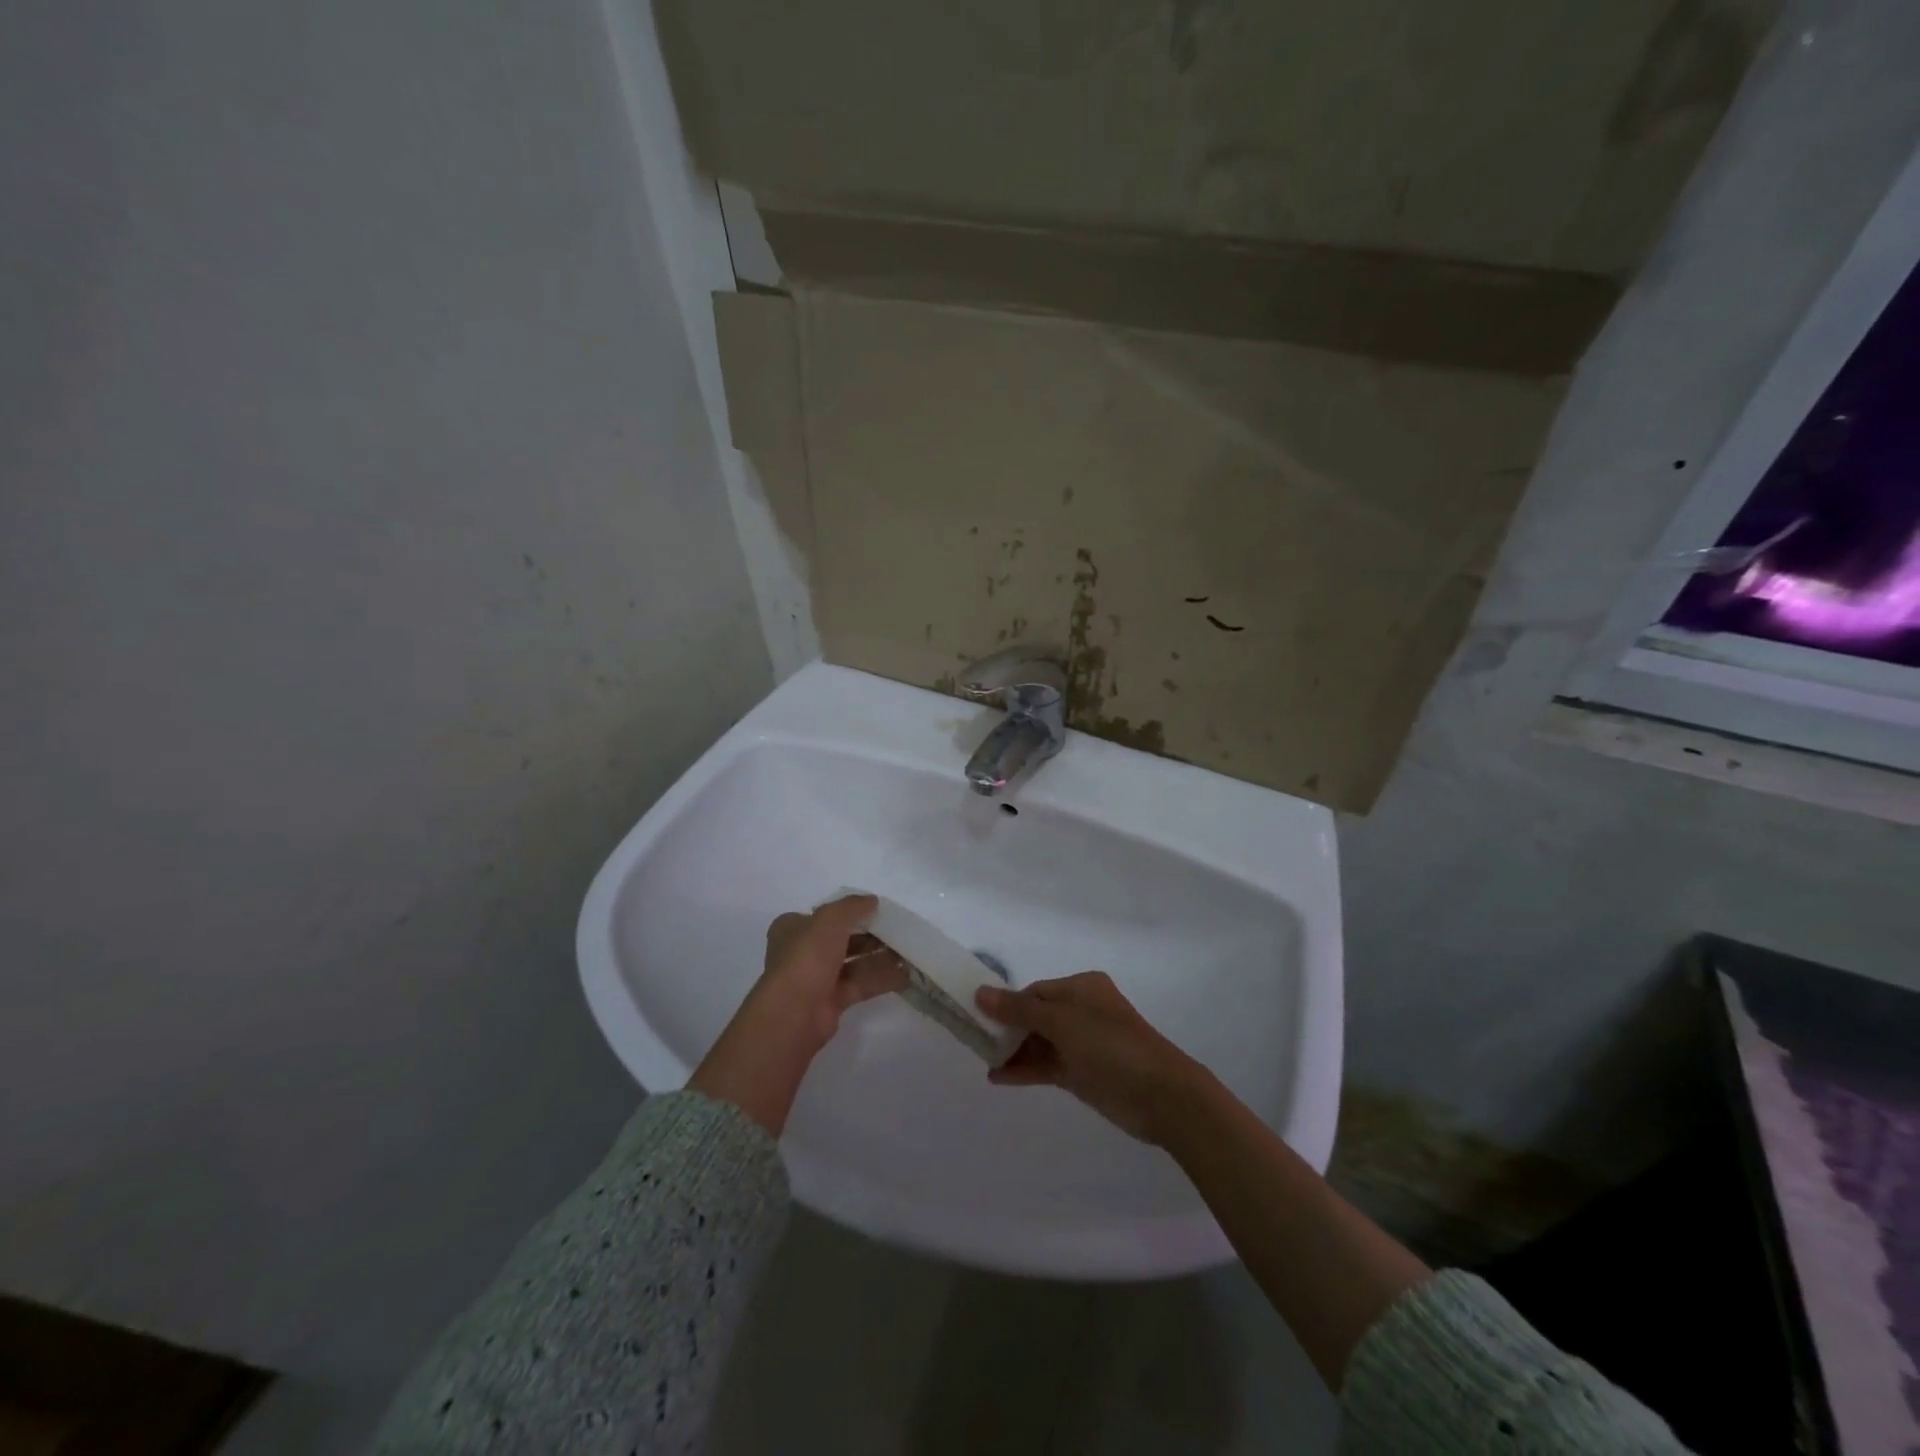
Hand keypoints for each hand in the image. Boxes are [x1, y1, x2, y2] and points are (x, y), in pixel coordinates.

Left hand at [755, 895, 910, 1052]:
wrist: (794, 1012)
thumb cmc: (807, 956)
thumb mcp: (830, 919)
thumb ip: (853, 906)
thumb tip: (872, 900)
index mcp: (793, 928)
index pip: (825, 915)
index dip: (850, 911)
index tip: (877, 909)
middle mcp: (804, 951)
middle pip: (843, 938)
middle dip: (870, 935)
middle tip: (898, 930)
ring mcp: (818, 978)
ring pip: (854, 963)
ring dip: (879, 957)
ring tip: (908, 951)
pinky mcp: (832, 1001)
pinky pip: (861, 984)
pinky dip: (881, 979)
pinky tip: (905, 974)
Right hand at [976, 972, 1211, 1144]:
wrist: (1160, 1095)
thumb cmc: (1111, 1045)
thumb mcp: (1062, 1021)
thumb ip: (1019, 1010)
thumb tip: (981, 992)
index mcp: (1082, 988)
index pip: (1035, 991)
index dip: (1007, 1003)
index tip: (977, 1016)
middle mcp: (1082, 1011)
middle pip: (1035, 1016)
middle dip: (1006, 1027)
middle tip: (973, 1039)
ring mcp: (1083, 1044)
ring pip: (1039, 1042)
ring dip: (1013, 1050)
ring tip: (981, 1059)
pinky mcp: (1083, 1074)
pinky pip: (1047, 1066)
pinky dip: (1024, 1070)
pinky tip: (997, 1077)